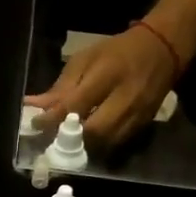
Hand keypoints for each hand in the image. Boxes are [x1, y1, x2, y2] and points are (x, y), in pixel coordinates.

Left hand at [25, 26, 176, 152]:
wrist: (163, 50)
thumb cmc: (117, 52)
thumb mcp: (85, 59)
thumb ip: (61, 87)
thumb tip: (32, 106)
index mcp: (108, 73)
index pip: (76, 104)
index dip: (53, 119)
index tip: (36, 125)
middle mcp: (126, 96)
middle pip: (94, 130)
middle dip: (70, 138)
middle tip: (52, 139)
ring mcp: (138, 113)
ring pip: (106, 143)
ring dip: (84, 147)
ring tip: (67, 143)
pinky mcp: (144, 125)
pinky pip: (117, 144)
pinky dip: (99, 146)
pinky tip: (87, 142)